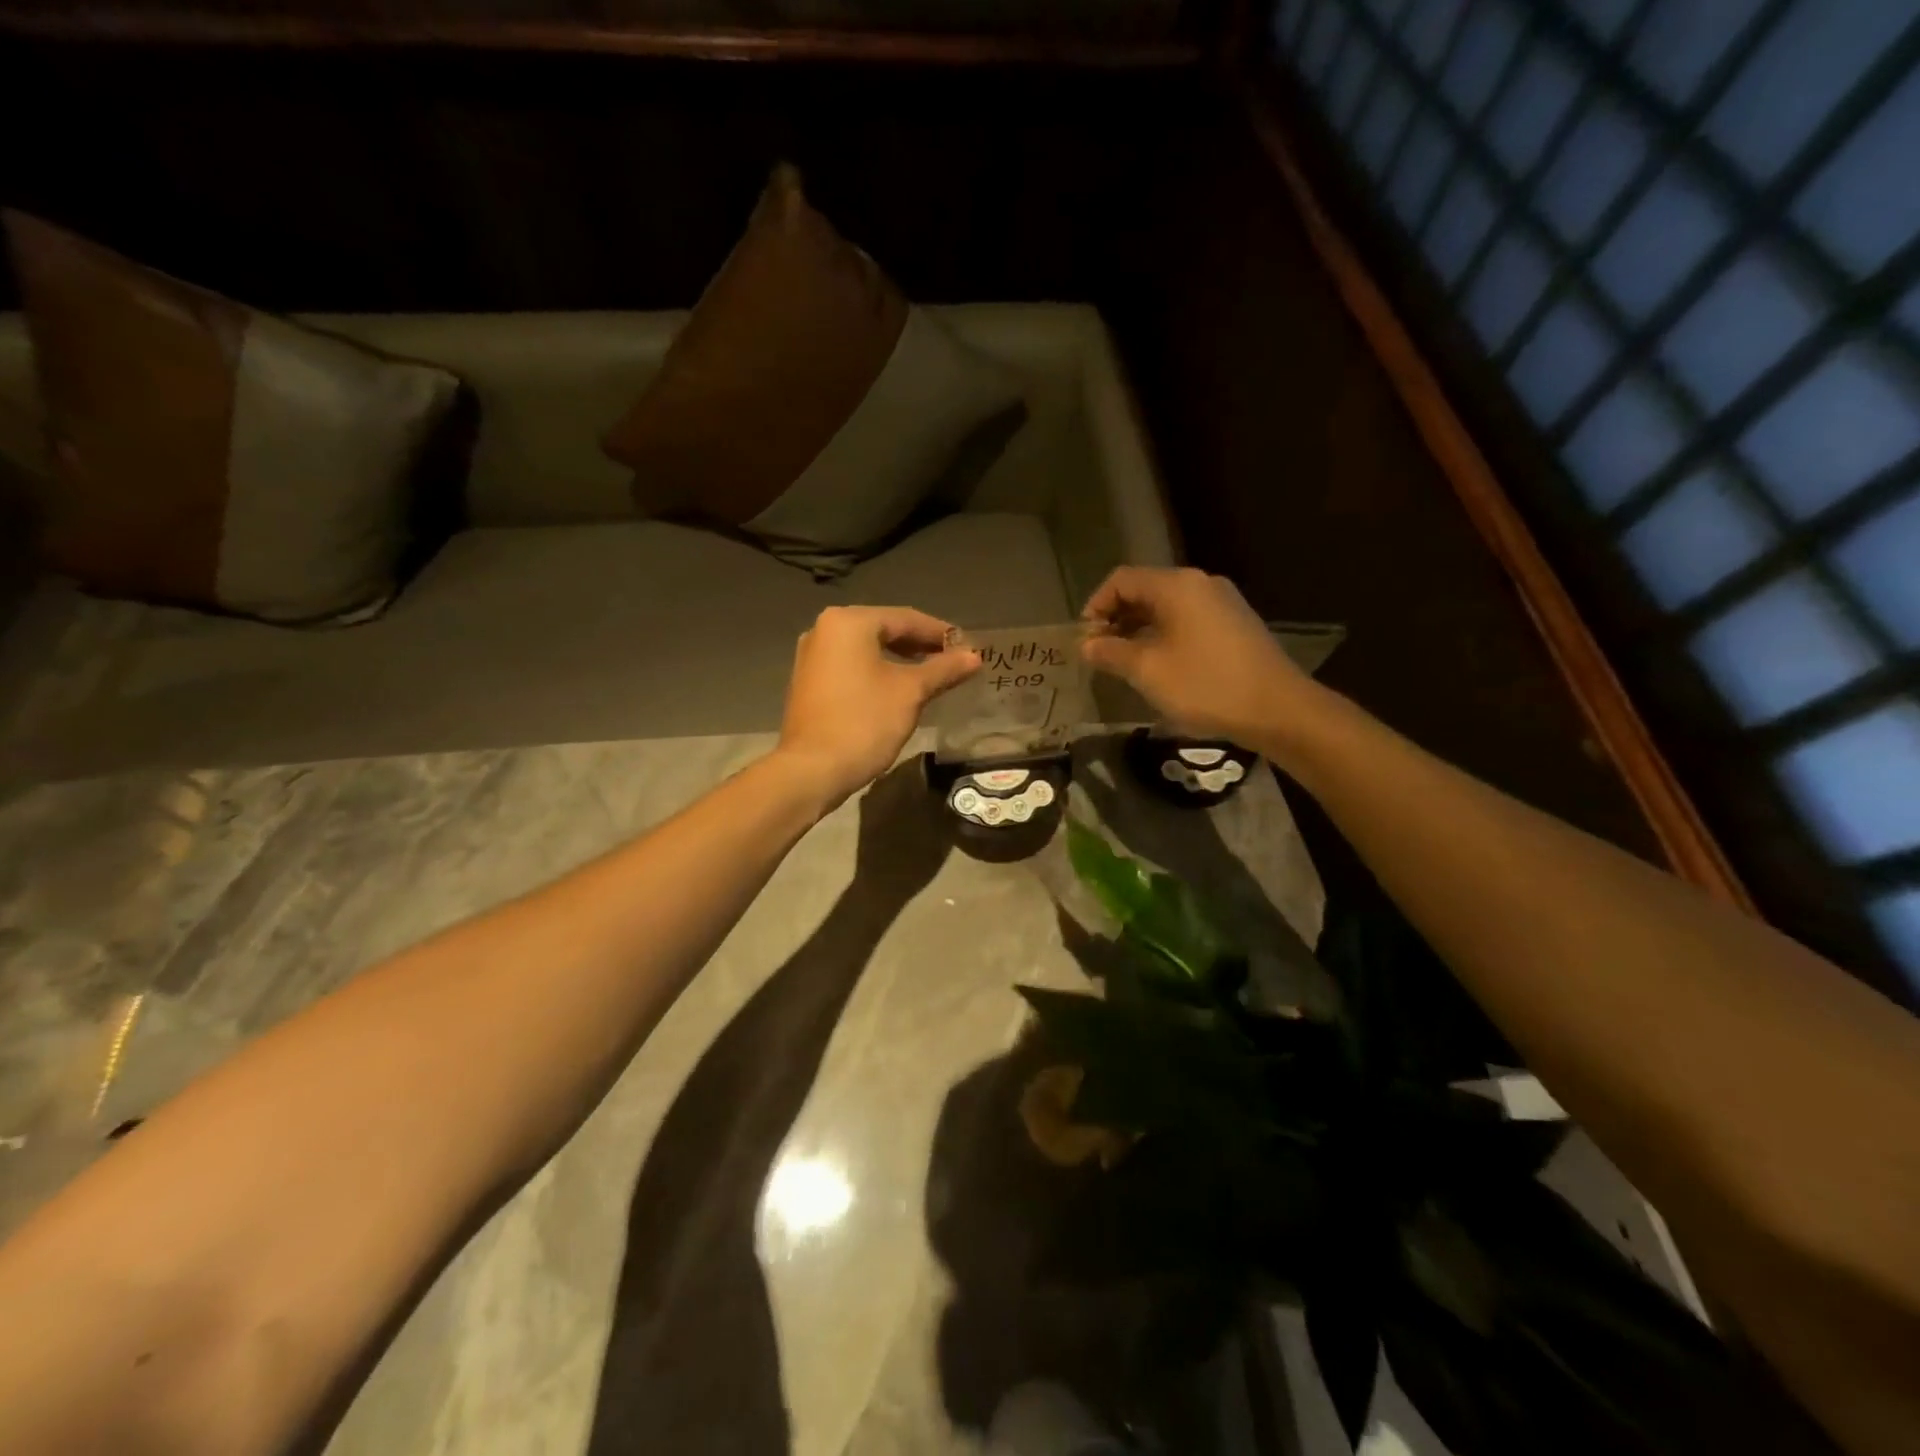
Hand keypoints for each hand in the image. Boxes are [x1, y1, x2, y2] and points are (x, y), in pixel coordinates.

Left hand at [777, 606, 980, 811]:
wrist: (812, 770)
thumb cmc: (864, 722)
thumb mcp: (911, 693)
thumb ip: (943, 669)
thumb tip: (974, 656)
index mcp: (848, 622)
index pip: (905, 618)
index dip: (939, 632)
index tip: (967, 647)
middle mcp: (824, 629)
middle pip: (883, 630)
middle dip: (919, 645)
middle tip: (952, 661)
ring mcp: (811, 657)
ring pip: (866, 649)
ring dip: (899, 660)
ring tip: (930, 675)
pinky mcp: (808, 682)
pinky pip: (851, 667)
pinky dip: (876, 672)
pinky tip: (897, 689)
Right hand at [1079, 566, 1318, 750]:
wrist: (1278, 709)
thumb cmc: (1206, 685)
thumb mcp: (1148, 671)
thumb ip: (1112, 653)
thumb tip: (1086, 645)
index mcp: (1177, 586)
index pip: (1122, 580)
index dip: (1096, 605)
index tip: (1084, 638)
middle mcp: (1201, 584)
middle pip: (1145, 589)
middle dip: (1117, 618)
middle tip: (1100, 652)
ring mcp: (1222, 602)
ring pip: (1167, 606)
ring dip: (1139, 628)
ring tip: (1124, 661)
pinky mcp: (1234, 624)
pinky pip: (1188, 619)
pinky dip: (1164, 634)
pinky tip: (1159, 664)